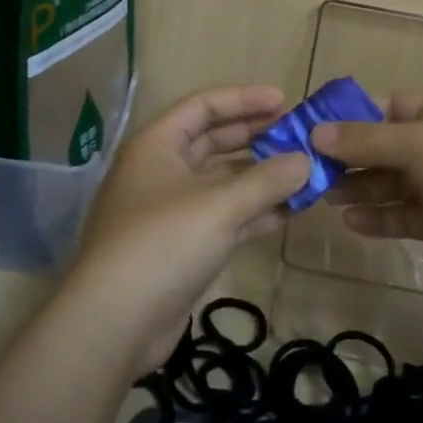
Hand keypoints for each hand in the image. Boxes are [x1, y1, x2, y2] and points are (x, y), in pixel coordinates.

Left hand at [71, 86, 310, 372]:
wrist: (116, 323)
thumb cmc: (164, 243)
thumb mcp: (220, 205)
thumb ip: (267, 180)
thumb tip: (307, 160)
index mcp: (157, 145)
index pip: (203, 106)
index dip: (244, 99)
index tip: (285, 101)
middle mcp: (161, 170)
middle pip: (213, 141)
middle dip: (256, 136)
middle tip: (299, 135)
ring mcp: (171, 210)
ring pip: (222, 181)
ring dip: (261, 177)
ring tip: (304, 172)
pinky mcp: (182, 245)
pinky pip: (224, 216)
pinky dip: (254, 211)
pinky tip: (290, 210)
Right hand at [313, 88, 422, 306]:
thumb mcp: (421, 144)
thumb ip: (368, 141)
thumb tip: (317, 133)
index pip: (386, 107)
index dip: (347, 119)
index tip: (307, 133)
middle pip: (386, 146)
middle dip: (348, 157)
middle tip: (305, 171)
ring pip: (394, 182)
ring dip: (360, 188)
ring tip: (319, 196)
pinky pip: (407, 215)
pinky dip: (381, 218)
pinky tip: (350, 223)